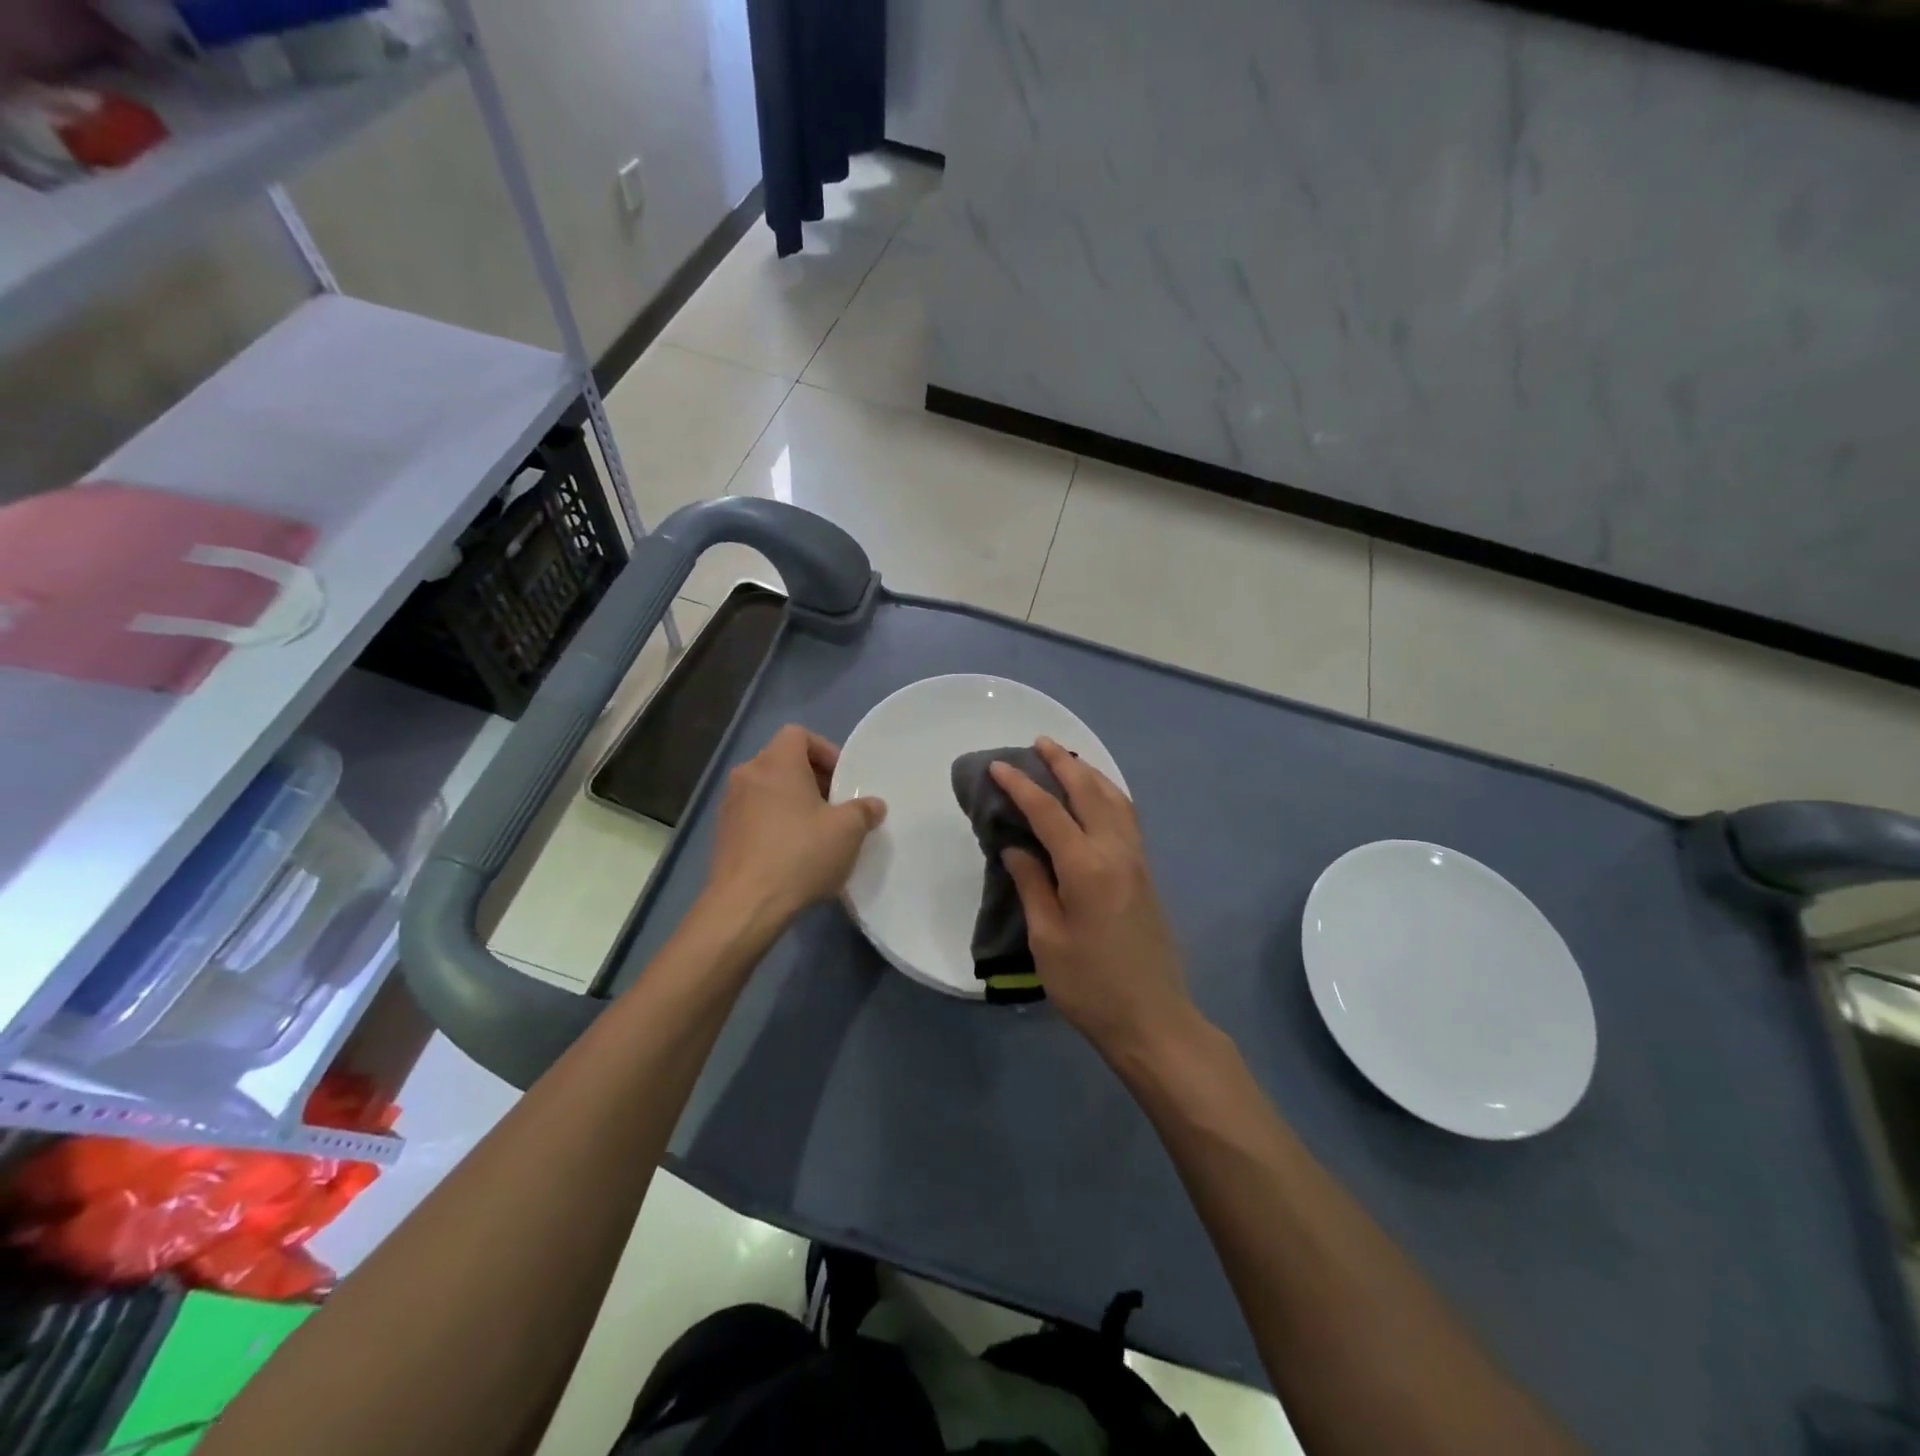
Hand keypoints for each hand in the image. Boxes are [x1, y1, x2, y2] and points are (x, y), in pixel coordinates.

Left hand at [705, 725, 885, 927]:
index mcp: (776, 763)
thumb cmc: (801, 854)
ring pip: (769, 790)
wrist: (746, 905)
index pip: (799, 734)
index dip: (825, 750)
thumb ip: (864, 811)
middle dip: (813, 780)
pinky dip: (776, 824)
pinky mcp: (723, 834)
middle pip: (784, 762)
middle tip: (837, 807)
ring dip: (794, 803)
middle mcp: (747, 775)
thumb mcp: (848, 831)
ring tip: (818, 833)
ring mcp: (730, 805)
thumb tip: (873, 805)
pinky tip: (794, 854)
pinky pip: (756, 815)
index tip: (843, 780)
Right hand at [990, 738, 1195, 1059]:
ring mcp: (1137, 859)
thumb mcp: (1046, 938)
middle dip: (1062, 764)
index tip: (997, 767)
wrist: (1152, 1018)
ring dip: (1089, 774)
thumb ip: (1032, 884)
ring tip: (1066, 760)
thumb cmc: (1089, 984)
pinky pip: (1127, 816)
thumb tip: (1016, 847)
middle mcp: (1116, 851)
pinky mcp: (1146, 872)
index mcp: (1086, 866)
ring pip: (1114, 799)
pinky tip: (1098, 797)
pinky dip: (1109, 794)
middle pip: (1088, 792)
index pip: (1048, 811)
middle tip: (1038, 743)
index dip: (1021, 785)